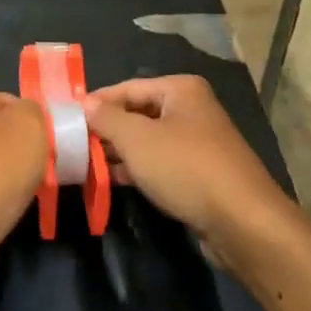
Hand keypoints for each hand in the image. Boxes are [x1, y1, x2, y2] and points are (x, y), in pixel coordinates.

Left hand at [0, 87, 45, 298]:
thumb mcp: (30, 125)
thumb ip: (36, 111)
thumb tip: (29, 119)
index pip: (11, 100)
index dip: (35, 120)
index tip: (50, 143)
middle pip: (1, 134)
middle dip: (24, 151)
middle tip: (44, 169)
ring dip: (13, 180)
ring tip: (29, 194)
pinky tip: (9, 214)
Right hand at [85, 76, 294, 263]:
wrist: (242, 222)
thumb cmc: (186, 168)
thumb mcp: (137, 139)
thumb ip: (107, 118)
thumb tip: (85, 104)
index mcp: (180, 89)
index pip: (127, 88)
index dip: (96, 103)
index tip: (67, 119)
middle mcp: (191, 108)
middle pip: (138, 112)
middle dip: (107, 129)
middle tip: (74, 144)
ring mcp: (198, 141)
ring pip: (148, 140)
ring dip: (120, 151)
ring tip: (86, 164)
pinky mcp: (201, 172)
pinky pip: (161, 162)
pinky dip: (138, 168)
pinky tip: (113, 181)